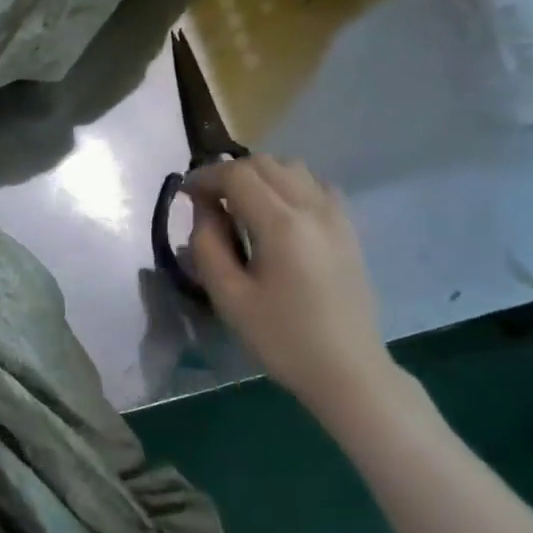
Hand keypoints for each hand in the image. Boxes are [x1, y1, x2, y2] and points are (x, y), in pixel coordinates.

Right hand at [186, 154, 393, 408]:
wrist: (347, 369)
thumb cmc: (281, 338)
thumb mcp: (229, 297)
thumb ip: (208, 245)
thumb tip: (202, 208)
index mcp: (281, 225)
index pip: (237, 175)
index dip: (204, 177)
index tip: (183, 194)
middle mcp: (313, 208)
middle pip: (265, 164)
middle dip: (229, 173)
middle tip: (205, 200)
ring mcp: (337, 216)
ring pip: (293, 169)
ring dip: (259, 176)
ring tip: (238, 204)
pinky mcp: (348, 228)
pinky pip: (315, 186)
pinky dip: (288, 186)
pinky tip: (276, 214)